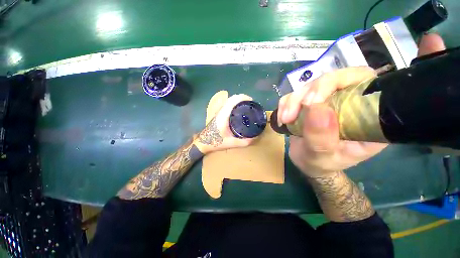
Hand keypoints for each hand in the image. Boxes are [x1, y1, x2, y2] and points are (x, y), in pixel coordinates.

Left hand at [195, 94, 257, 153]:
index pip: (232, 100)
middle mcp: (220, 111)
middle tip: (251, 103)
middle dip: (242, 98)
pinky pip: (227, 104)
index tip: (251, 101)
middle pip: (231, 98)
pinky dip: (234, 103)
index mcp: (223, 115)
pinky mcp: (219, 114)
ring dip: (238, 100)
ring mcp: (219, 112)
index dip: (242, 97)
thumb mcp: (231, 143)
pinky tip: (239, 109)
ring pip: (228, 100)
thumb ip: (244, 142)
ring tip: (246, 105)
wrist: (204, 142)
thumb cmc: (215, 142)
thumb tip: (255, 138)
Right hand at [278, 33, 445, 176]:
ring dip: (291, 101)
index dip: (341, 80)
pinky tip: (282, 118)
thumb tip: (317, 110)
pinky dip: (284, 105)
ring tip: (285, 120)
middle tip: (293, 113)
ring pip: (307, 86)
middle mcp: (349, 101)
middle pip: (331, 78)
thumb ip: (322, 138)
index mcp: (368, 114)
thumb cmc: (322, 163)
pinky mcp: (306, 103)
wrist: (309, 162)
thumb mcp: (323, 156)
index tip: (313, 101)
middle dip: (308, 93)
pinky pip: (293, 95)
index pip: (364, 80)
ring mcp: (325, 101)